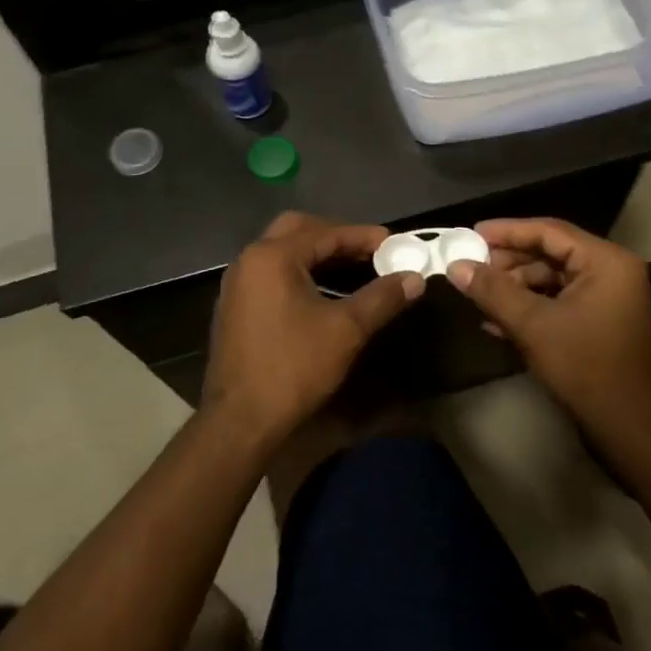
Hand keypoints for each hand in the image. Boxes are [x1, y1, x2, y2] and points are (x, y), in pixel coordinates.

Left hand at [203, 213, 423, 442]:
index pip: (325, 232)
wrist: (240, 420)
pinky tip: (323, 293)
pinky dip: (300, 273)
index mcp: (272, 257)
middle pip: (298, 230)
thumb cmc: (294, 367)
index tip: (394, 243)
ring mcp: (237, 284)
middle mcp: (249, 260)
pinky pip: (272, 274)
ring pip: (282, 252)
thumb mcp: (346, 330)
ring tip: (353, 269)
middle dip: (335, 236)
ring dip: (317, 255)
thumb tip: (415, 278)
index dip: (363, 236)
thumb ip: (382, 297)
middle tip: (368, 251)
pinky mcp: (235, 307)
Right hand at [449, 219, 650, 453]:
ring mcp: (608, 297)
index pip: (549, 231)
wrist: (627, 428)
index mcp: (606, 261)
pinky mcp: (600, 321)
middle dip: (508, 262)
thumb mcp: (532, 325)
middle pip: (551, 252)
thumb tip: (456, 265)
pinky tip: (495, 321)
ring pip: (552, 278)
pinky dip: (530, 306)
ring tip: (479, 296)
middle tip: (471, 267)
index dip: (507, 231)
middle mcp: (611, 271)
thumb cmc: (584, 367)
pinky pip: (559, 301)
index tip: (471, 234)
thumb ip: (492, 290)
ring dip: (515, 287)